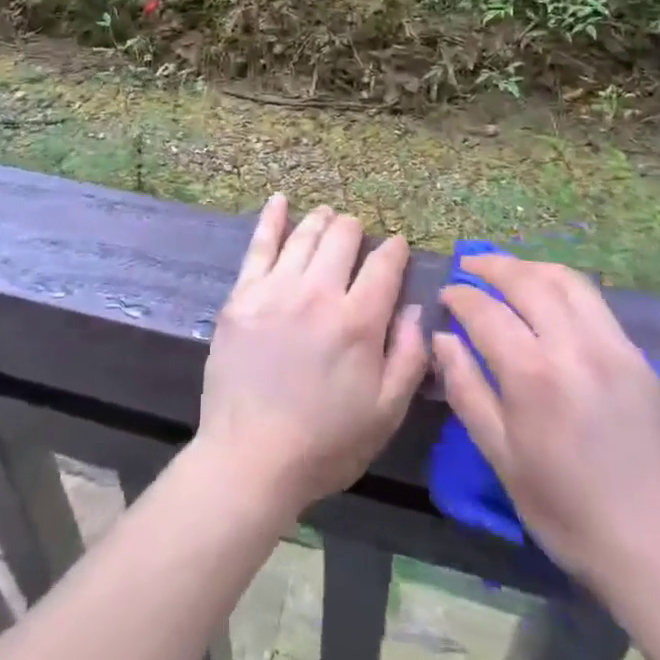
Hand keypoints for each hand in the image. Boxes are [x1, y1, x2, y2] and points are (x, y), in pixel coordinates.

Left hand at [196, 194, 427, 517]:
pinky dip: (272, 218)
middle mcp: (319, 293)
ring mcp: (276, 289)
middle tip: (358, 236)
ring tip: (329, 216)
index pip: (384, 265)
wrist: (250, 458)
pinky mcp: (243, 295)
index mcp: (358, 321)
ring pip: (306, 235)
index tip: (397, 246)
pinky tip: (280, 200)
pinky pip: (259, 245)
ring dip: (323, 220)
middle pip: (343, 238)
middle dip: (357, 230)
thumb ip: (409, 356)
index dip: (395, 250)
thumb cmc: (325, 443)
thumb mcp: (385, 413)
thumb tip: (417, 307)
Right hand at [434, 257, 659, 617]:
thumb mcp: (503, 461)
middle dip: (491, 266)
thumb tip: (442, 339)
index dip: (459, 296)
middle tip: (468, 266)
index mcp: (533, 375)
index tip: (445, 295)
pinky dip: (564, 288)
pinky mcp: (641, 359)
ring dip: (530, 268)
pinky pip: (596, 304)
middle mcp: (573, 346)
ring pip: (566, 281)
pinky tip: (552, 302)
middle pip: (526, 280)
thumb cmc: (571, 515)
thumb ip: (467, 391)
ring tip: (509, 272)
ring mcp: (613, 347)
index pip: (484, 310)